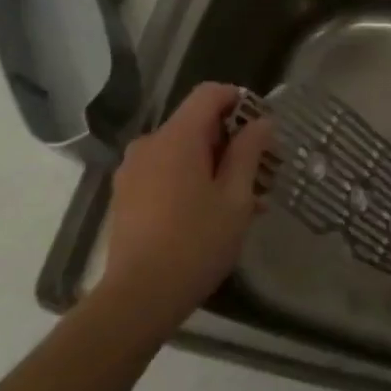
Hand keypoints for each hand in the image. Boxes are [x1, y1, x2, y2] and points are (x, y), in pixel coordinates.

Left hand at [99, 83, 272, 342]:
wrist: (139, 296)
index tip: (264, 126)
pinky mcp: (126, 195)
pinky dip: (191, 180)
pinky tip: (214, 213)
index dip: (240, 100)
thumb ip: (249, 153)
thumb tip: (261, 122)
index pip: (210, 94)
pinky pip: (165, 172)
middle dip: (231, 141)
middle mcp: (150, 144)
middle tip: (262, 171)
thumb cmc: (196, 243)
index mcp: (177, 138)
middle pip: (196, 123)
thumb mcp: (236, 198)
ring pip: (182, 151)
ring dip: (214, 165)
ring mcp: (133, 170)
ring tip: (245, 200)